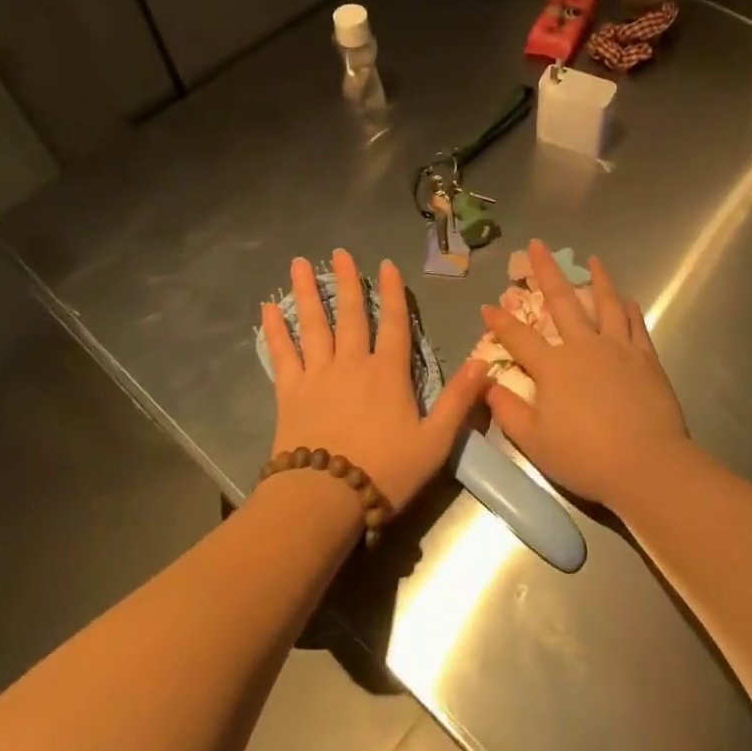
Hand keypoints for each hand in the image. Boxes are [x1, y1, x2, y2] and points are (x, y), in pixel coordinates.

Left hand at [261, 250, 487, 512]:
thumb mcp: (435, 441)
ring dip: (306, 292)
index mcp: (388, 373)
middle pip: (350, 314)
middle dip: (345, 281)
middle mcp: (353, 363)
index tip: (386, 265)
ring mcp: (318, 375)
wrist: (325, 498)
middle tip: (339, 252)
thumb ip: (459, 400)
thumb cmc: (386, 471)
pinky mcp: (290, 392)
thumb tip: (485, 362)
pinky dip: (273, 330)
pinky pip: (281, 354)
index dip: (392, 293)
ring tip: (298, 264)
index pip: (394, 323)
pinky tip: (266, 309)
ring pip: (313, 324)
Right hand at [480, 241, 689, 509]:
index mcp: (553, 367)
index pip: (519, 337)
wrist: (646, 464)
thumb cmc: (585, 457)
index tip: (487, 305)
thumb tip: (486, 385)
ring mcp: (618, 348)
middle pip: (562, 301)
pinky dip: (630, 310)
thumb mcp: (534, 441)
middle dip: (546, 271)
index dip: (501, 321)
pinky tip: (629, 299)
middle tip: (537, 244)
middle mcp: (583, 346)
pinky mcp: (645, 358)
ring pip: (605, 304)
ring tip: (593, 259)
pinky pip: (636, 326)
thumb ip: (508, 410)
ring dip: (597, 279)